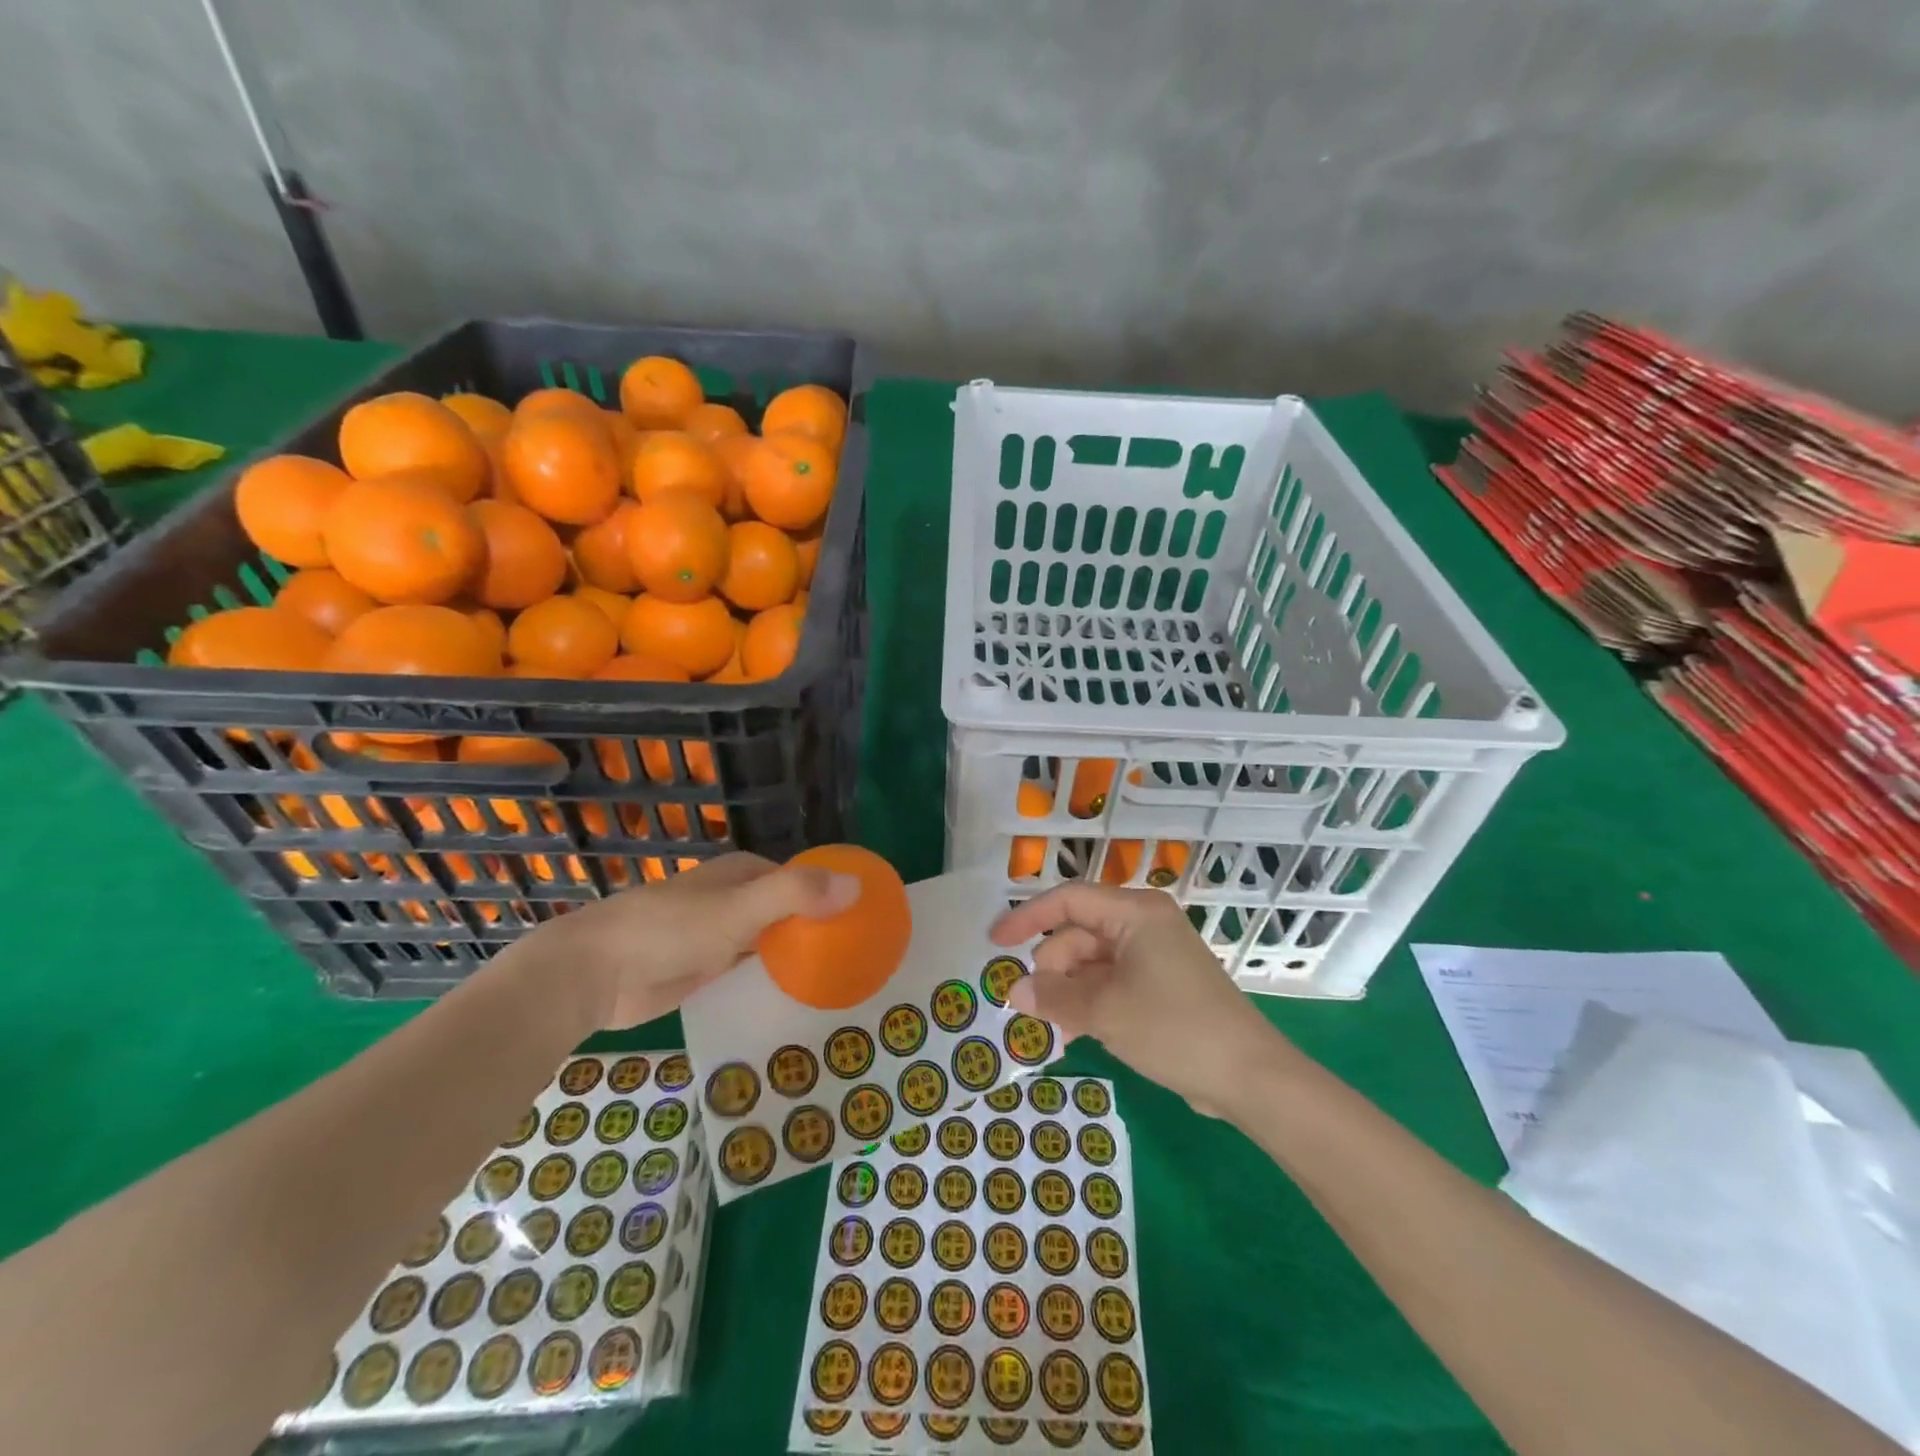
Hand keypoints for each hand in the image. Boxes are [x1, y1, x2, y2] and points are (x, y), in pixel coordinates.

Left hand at [516, 852, 859, 1029]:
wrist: (592, 975)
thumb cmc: (667, 930)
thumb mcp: (738, 909)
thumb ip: (795, 895)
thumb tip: (857, 885)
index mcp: (746, 872)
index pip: (805, 879)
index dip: (835, 895)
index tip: (868, 921)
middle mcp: (737, 898)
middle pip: (792, 910)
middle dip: (821, 927)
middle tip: (861, 957)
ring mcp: (721, 934)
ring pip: (774, 940)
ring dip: (800, 954)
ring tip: (842, 978)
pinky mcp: (707, 968)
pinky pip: (753, 968)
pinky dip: (774, 976)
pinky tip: (800, 995)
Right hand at [990, 884, 1291, 1115]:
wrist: (1249, 1077)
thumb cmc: (1174, 1029)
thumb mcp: (1104, 1012)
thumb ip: (1053, 996)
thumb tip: (1014, 990)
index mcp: (1135, 913)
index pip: (1068, 900)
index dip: (1027, 918)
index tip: (994, 942)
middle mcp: (1145, 924)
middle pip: (1079, 934)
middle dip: (1052, 969)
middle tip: (1034, 1009)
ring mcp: (1155, 955)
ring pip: (1093, 962)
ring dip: (1069, 991)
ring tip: (1055, 1030)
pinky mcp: (1162, 984)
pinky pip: (1112, 982)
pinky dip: (1091, 1002)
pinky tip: (1076, 1033)